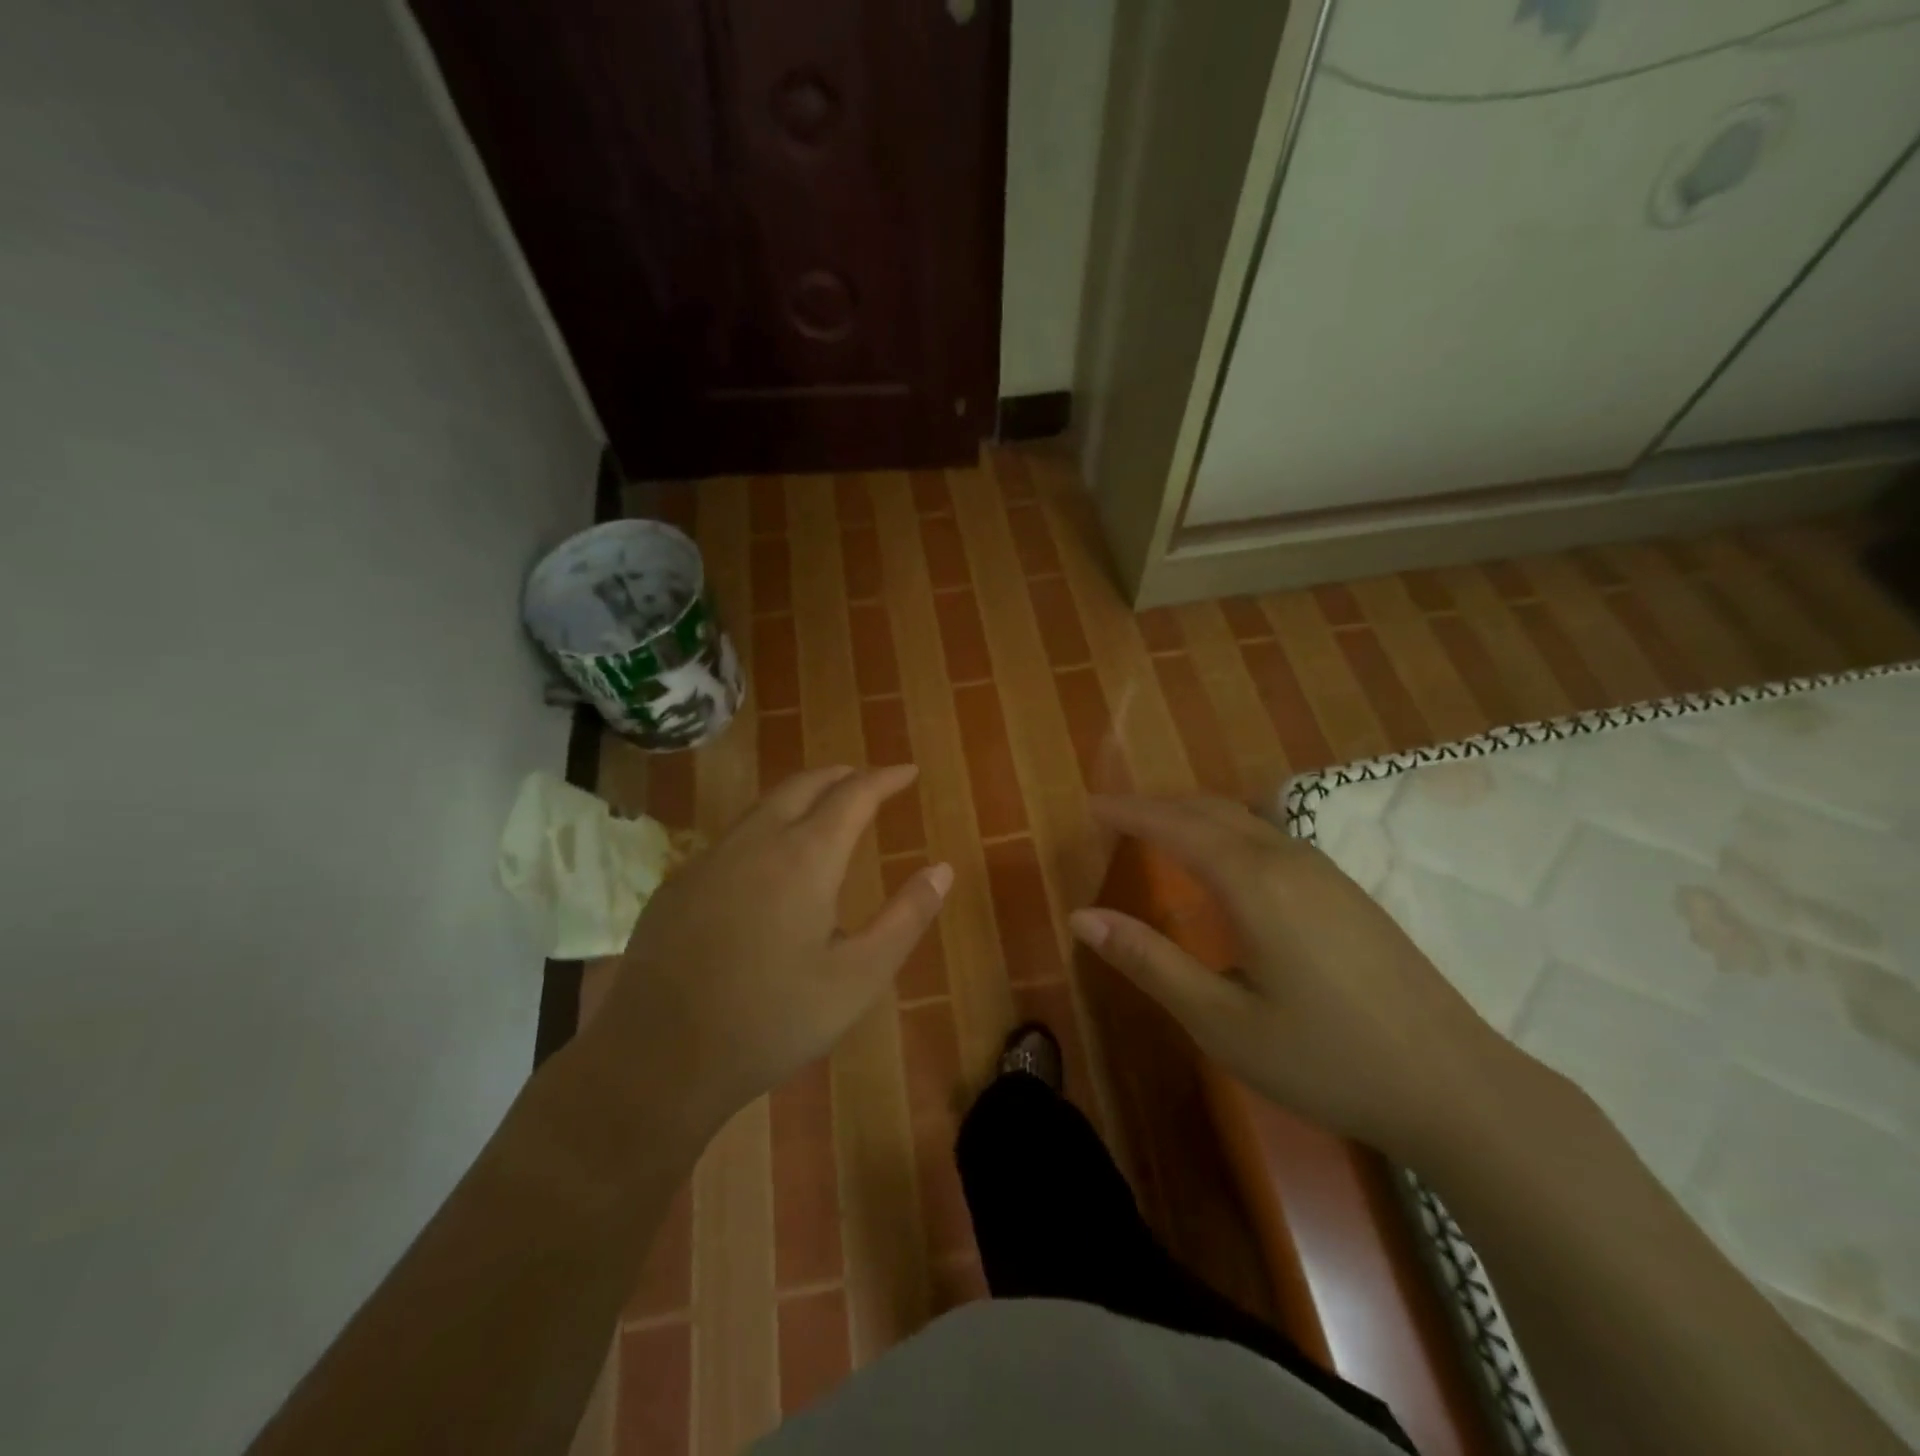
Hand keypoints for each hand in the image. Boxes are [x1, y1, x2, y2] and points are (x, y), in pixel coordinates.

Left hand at [584, 766, 950, 1139]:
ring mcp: (709, 860)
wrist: (659, 1059)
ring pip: (764, 806)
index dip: (884, 778)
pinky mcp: (678, 884)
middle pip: (804, 785)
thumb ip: (906, 918)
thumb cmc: (772, 1020)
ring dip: (801, 797)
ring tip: (825, 809)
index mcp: (805, 858)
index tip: (908, 771)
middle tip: (868, 781)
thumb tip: (942, 869)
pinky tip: (768, 863)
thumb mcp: (858, 978)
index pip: (853, 795)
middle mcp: (756, 842)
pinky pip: (733, 837)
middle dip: (842, 776)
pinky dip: (766, 828)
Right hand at [1069, 795, 1521, 1164]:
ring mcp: (1326, 874)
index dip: (1131, 812)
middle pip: (1213, 811)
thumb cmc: (1327, 1059)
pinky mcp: (1349, 893)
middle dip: (1160, 805)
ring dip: (1197, 815)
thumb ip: (1151, 963)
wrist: (1457, 1087)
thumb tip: (1083, 917)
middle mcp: (1289, 861)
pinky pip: (1273, 838)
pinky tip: (1229, 862)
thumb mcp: (1222, 1022)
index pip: (1176, 827)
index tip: (1092, 804)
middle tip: (1117, 814)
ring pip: (1247, 820)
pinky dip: (1230, 831)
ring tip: (1161, 829)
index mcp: (1254, 884)